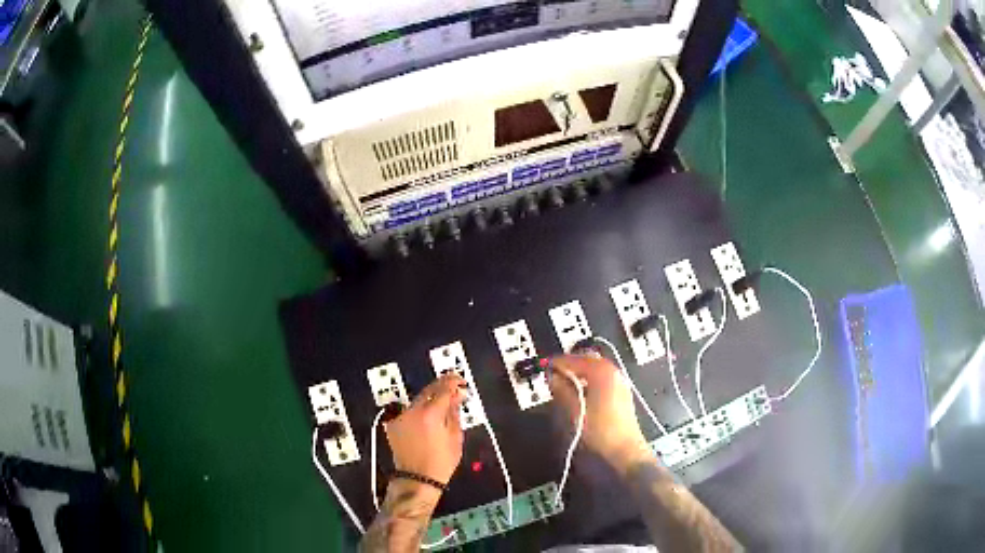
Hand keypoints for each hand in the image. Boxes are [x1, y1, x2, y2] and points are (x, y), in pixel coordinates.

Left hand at [385, 374, 466, 494]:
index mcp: (430, 414)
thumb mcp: (455, 438)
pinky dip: (419, 411)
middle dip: (441, 387)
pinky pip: (409, 411)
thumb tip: (457, 396)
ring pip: (418, 400)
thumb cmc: (441, 463)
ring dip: (430, 400)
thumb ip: (454, 413)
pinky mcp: (393, 424)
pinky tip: (427, 420)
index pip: (443, 389)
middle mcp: (412, 411)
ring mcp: (400, 417)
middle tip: (453, 390)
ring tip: (441, 407)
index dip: (452, 382)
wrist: (416, 479)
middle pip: (428, 390)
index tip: (460, 381)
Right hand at [549, 354, 651, 472]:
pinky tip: (580, 394)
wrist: (624, 451)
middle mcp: (613, 373)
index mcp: (602, 372)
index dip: (557, 363)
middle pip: (588, 361)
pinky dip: (588, 382)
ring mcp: (620, 384)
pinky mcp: (622, 396)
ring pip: (595, 371)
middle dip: (570, 365)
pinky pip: (601, 381)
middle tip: (553, 373)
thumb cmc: (598, 430)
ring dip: (579, 374)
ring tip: (563, 385)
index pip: (575, 359)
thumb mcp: (574, 410)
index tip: (544, 367)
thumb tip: (552, 377)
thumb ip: (562, 390)